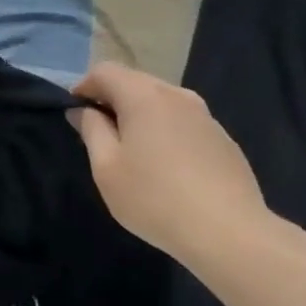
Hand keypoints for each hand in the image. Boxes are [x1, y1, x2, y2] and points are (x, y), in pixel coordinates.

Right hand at [73, 64, 267, 257]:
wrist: (230, 233)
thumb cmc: (154, 198)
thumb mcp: (107, 167)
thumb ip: (91, 130)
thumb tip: (83, 110)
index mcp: (144, 96)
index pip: (105, 71)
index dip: (84, 86)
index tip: (75, 114)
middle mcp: (177, 95)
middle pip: (135, 81)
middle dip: (112, 98)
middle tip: (99, 133)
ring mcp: (205, 116)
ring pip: (162, 101)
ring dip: (140, 114)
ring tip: (132, 150)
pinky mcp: (223, 139)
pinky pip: (183, 121)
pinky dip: (165, 130)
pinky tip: (166, 166)